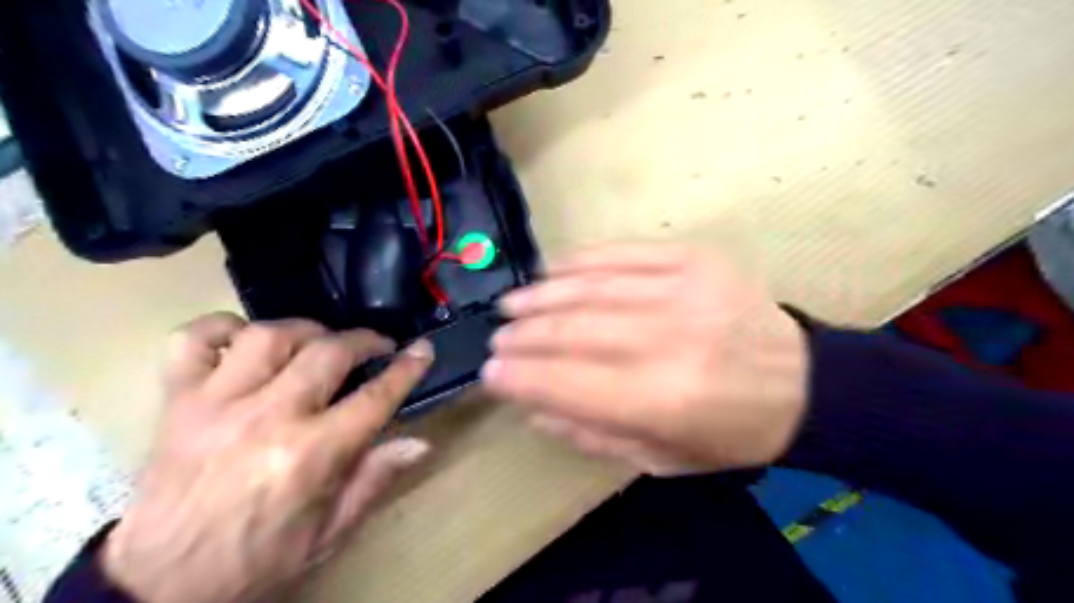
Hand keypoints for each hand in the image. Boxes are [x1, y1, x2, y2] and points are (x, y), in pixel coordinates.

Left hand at [101, 312, 435, 602]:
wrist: (158, 588)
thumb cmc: (256, 561)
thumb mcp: (327, 534)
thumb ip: (374, 481)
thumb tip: (420, 443)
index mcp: (311, 455)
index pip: (374, 397)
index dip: (406, 368)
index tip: (422, 348)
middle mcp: (267, 418)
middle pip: (328, 353)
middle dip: (363, 341)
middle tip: (375, 347)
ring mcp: (216, 404)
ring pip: (268, 336)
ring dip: (304, 331)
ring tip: (318, 343)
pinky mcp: (176, 403)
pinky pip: (192, 341)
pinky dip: (220, 327)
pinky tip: (244, 338)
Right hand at [482, 246, 810, 474]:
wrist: (802, 384)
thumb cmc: (728, 434)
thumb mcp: (660, 458)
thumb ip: (591, 432)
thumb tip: (533, 405)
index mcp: (662, 401)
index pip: (566, 383)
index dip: (520, 377)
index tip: (490, 373)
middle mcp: (668, 341)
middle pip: (573, 331)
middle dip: (524, 336)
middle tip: (497, 339)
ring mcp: (682, 292)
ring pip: (590, 288)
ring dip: (541, 297)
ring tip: (512, 305)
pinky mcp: (694, 261)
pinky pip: (624, 254)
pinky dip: (580, 262)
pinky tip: (552, 271)